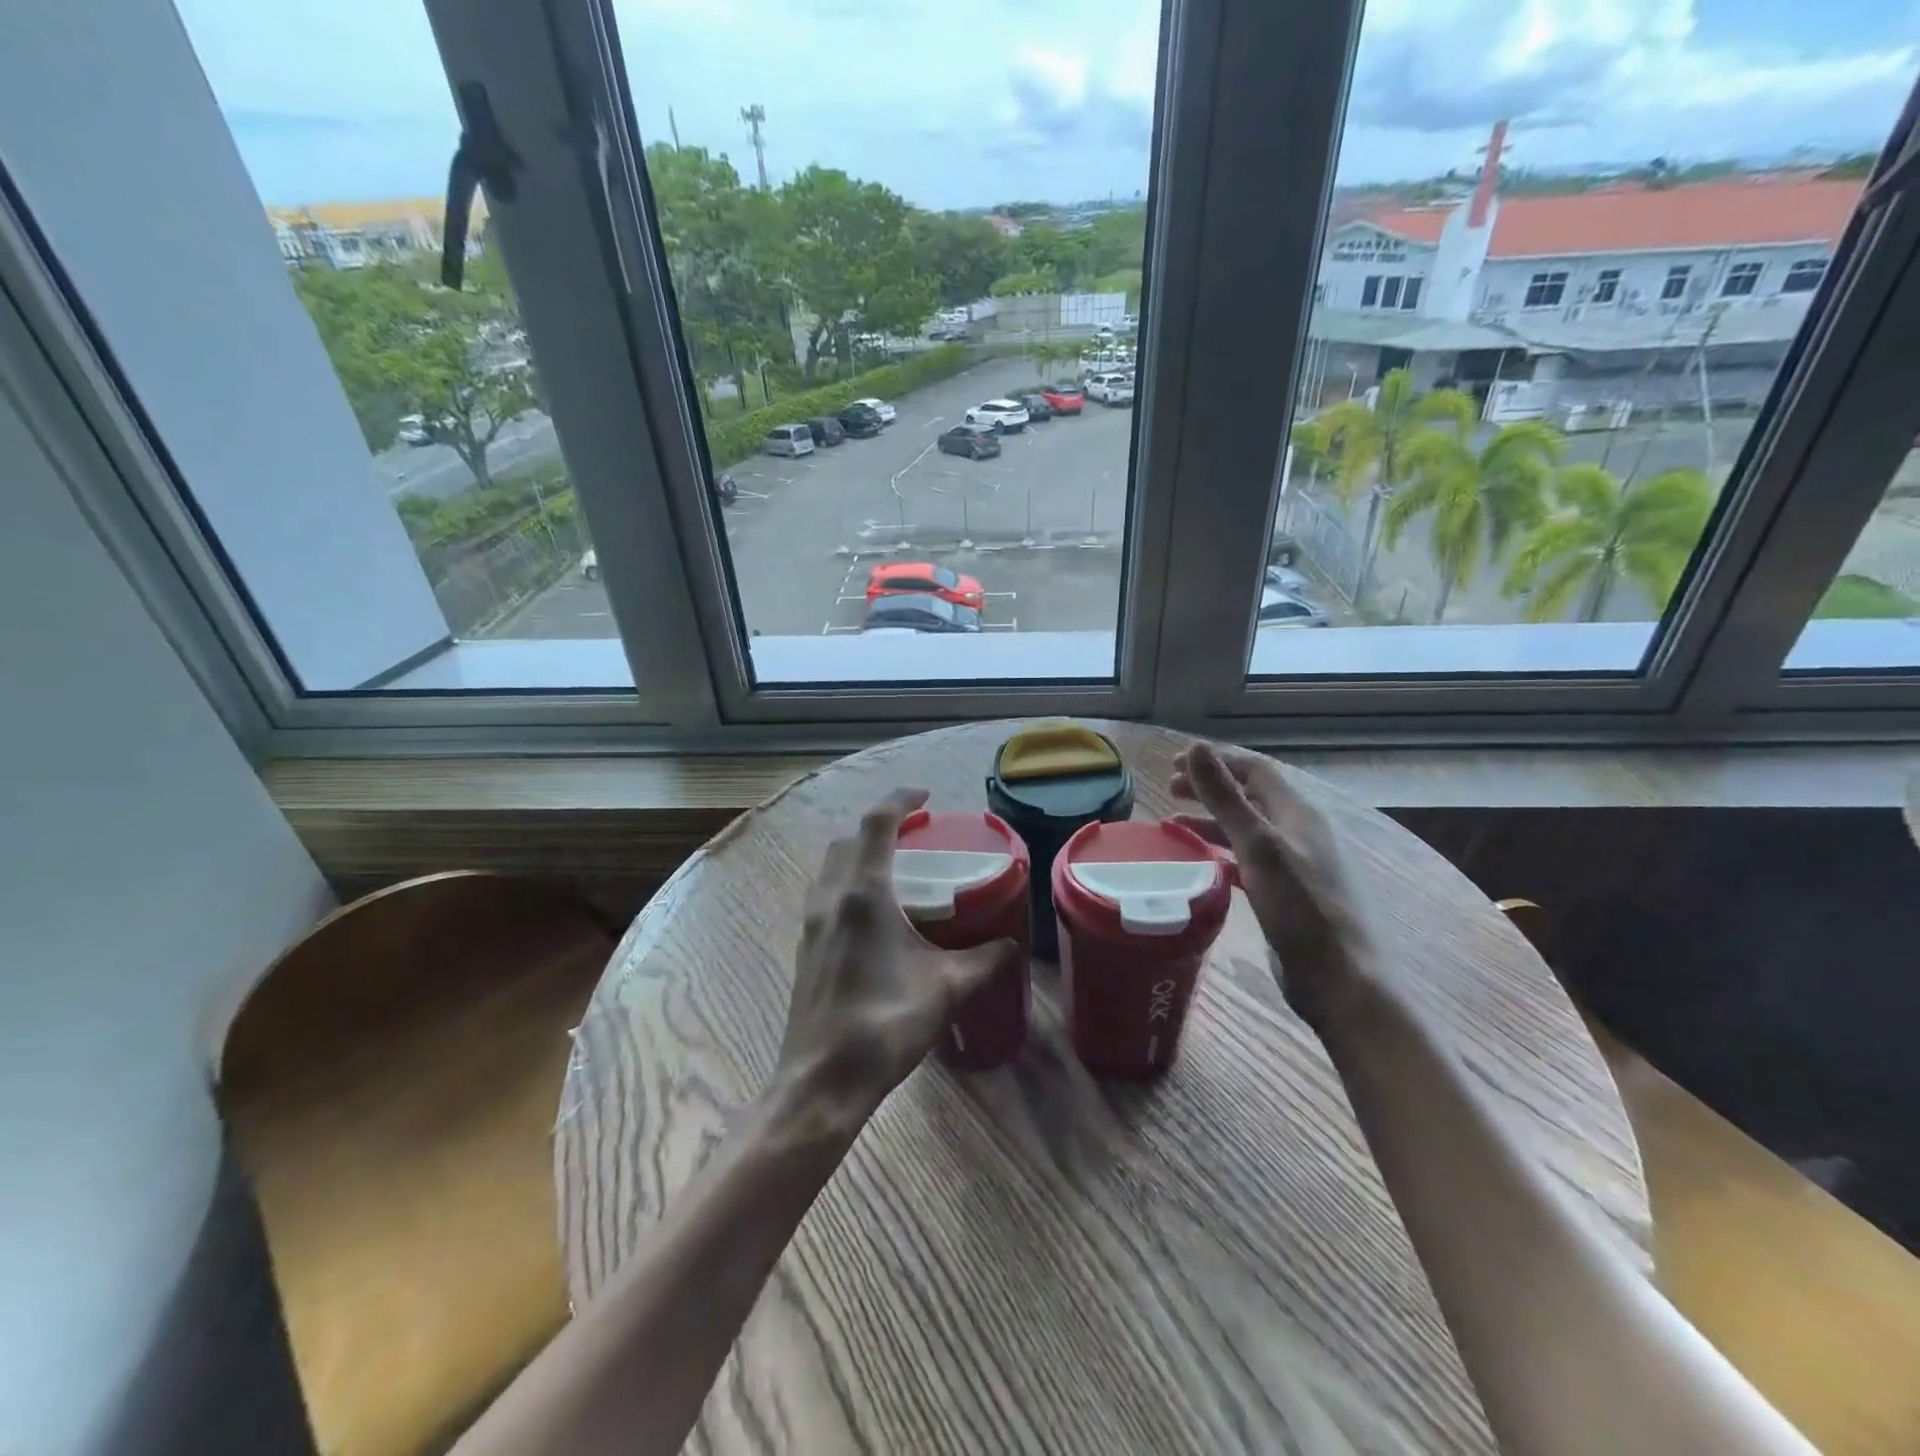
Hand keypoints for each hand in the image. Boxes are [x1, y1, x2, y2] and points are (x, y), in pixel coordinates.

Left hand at [777, 788, 1020, 1122]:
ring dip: (860, 854)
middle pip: (850, 840)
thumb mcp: (947, 989)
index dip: (900, 800)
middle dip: (879, 827)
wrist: (822, 1080)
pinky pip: (826, 894)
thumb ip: (984, 961)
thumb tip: (1012, 946)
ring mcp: (812, 923)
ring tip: (896, 868)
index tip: (924, 795)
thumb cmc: (885, 1024)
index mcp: (864, 895)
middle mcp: (831, 898)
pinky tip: (874, 913)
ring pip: (832, 867)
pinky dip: (849, 882)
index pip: (877, 824)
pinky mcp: (806, 947)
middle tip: (914, 834)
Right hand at [1171, 743, 1377, 1030]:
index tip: (1175, 763)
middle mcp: (1297, 832)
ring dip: (1212, 820)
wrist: (1340, 980)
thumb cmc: (1300, 909)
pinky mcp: (1286, 893)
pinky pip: (1248, 860)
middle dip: (1210, 787)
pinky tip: (1201, 863)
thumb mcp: (1258, 846)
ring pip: (1246, 829)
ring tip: (1175, 823)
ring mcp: (1294, 864)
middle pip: (1250, 796)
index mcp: (1297, 813)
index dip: (1217, 761)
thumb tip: (1197, 748)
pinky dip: (1222, 852)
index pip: (1255, 770)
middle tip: (1170, 789)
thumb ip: (1226, 798)